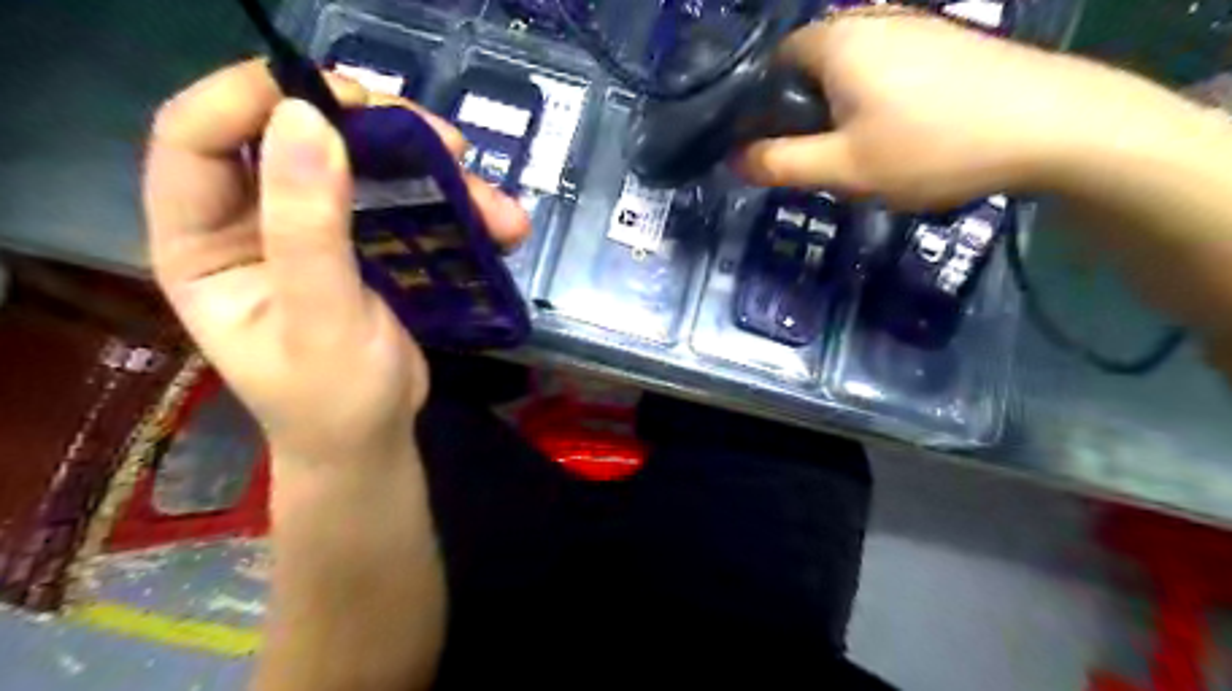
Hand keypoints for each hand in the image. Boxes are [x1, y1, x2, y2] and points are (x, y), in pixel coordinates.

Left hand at [143, 59, 530, 467]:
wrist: (375, 438)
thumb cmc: (335, 398)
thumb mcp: (321, 321)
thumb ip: (308, 228)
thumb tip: (306, 117)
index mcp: (203, 242)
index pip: (199, 137)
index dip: (259, 96)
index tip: (344, 96)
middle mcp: (250, 222)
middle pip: (297, 136)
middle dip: (377, 131)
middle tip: (444, 143)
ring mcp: (313, 229)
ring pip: (365, 166)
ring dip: (435, 174)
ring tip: (494, 205)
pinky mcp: (364, 244)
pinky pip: (405, 203)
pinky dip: (455, 207)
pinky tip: (498, 226)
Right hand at [734, 12, 1129, 206]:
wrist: (1052, 126)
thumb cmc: (931, 147)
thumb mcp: (842, 168)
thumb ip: (780, 164)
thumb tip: (734, 160)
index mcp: (836, 40)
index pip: (772, 64)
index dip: (762, 109)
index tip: (770, 149)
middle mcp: (870, 19)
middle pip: (810, 67)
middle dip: (803, 114)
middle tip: (816, 161)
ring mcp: (913, 25)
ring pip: (849, 72)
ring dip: (840, 113)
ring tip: (858, 154)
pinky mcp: (944, 42)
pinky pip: (885, 71)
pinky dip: (875, 103)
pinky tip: (898, 135)